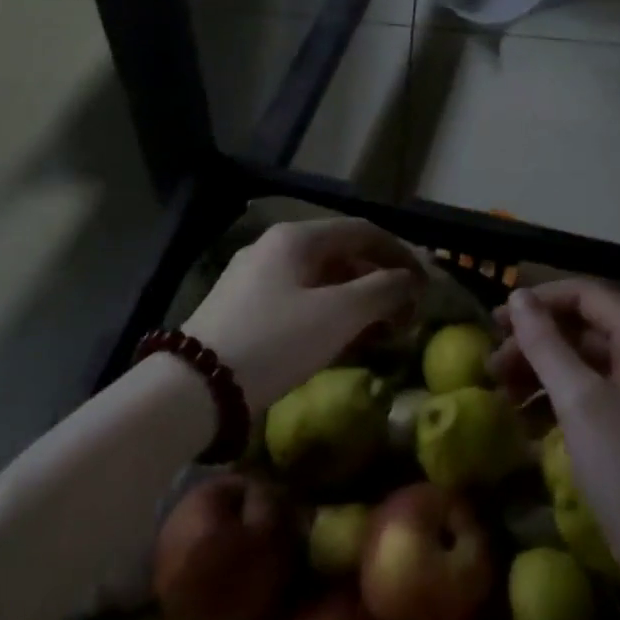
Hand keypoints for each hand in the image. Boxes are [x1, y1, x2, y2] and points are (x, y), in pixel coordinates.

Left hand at [184, 218, 424, 408]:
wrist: (195, 388)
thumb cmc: (275, 341)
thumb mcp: (338, 315)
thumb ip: (382, 291)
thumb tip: (409, 280)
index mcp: (296, 238)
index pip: (363, 231)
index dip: (401, 253)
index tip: (425, 284)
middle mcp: (274, 248)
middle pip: (342, 254)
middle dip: (379, 281)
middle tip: (405, 313)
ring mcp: (255, 278)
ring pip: (321, 280)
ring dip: (357, 300)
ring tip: (380, 331)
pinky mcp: (243, 308)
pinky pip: (299, 300)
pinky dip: (329, 314)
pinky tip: (341, 341)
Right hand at [500, 280, 619, 571]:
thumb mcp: (579, 401)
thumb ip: (546, 343)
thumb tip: (517, 296)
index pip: (587, 295)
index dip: (539, 302)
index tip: (493, 321)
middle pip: (584, 327)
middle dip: (535, 341)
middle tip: (491, 364)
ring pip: (584, 360)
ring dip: (541, 370)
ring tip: (500, 392)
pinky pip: (592, 391)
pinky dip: (558, 398)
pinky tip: (525, 419)